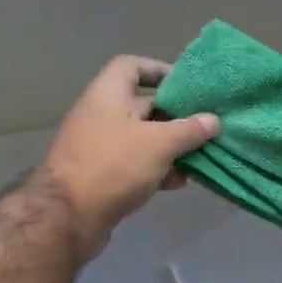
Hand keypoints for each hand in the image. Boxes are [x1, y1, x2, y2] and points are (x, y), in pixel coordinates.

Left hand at [38, 56, 218, 258]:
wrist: (68, 217)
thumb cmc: (114, 165)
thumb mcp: (159, 144)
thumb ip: (189, 130)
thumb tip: (213, 120)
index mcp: (108, 95)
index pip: (131, 66)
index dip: (158, 70)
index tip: (186, 85)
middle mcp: (101, 115)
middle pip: (143, 105)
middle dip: (175, 115)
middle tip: (206, 125)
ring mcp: (100, 146)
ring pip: (143, 138)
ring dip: (170, 147)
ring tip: (199, 157)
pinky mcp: (102, 174)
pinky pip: (135, 163)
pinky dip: (157, 169)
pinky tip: (178, 182)